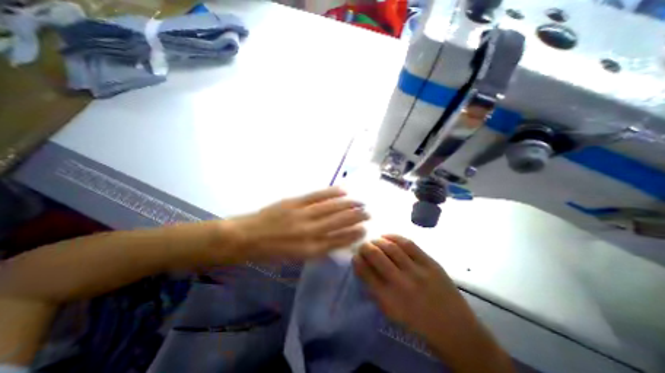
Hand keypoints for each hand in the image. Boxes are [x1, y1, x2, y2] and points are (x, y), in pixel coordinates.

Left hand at [223, 186, 368, 262]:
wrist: (246, 237)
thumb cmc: (271, 252)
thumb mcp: (295, 258)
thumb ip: (316, 249)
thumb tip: (335, 240)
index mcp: (309, 250)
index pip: (338, 241)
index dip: (353, 235)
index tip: (364, 230)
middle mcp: (309, 232)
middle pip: (338, 223)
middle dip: (356, 218)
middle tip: (368, 213)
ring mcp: (302, 215)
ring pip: (331, 208)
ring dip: (348, 205)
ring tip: (360, 202)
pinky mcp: (294, 202)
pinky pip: (317, 196)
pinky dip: (331, 193)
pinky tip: (342, 191)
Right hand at [353, 237, 512, 372]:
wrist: (454, 329)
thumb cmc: (417, 323)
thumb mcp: (391, 313)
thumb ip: (375, 290)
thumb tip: (364, 268)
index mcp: (388, 299)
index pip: (365, 272)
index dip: (357, 260)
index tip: (356, 256)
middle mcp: (400, 283)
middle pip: (376, 255)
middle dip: (365, 247)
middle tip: (363, 246)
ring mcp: (417, 271)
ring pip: (391, 247)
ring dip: (378, 241)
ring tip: (375, 241)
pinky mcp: (430, 263)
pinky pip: (408, 244)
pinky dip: (394, 237)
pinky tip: (388, 236)